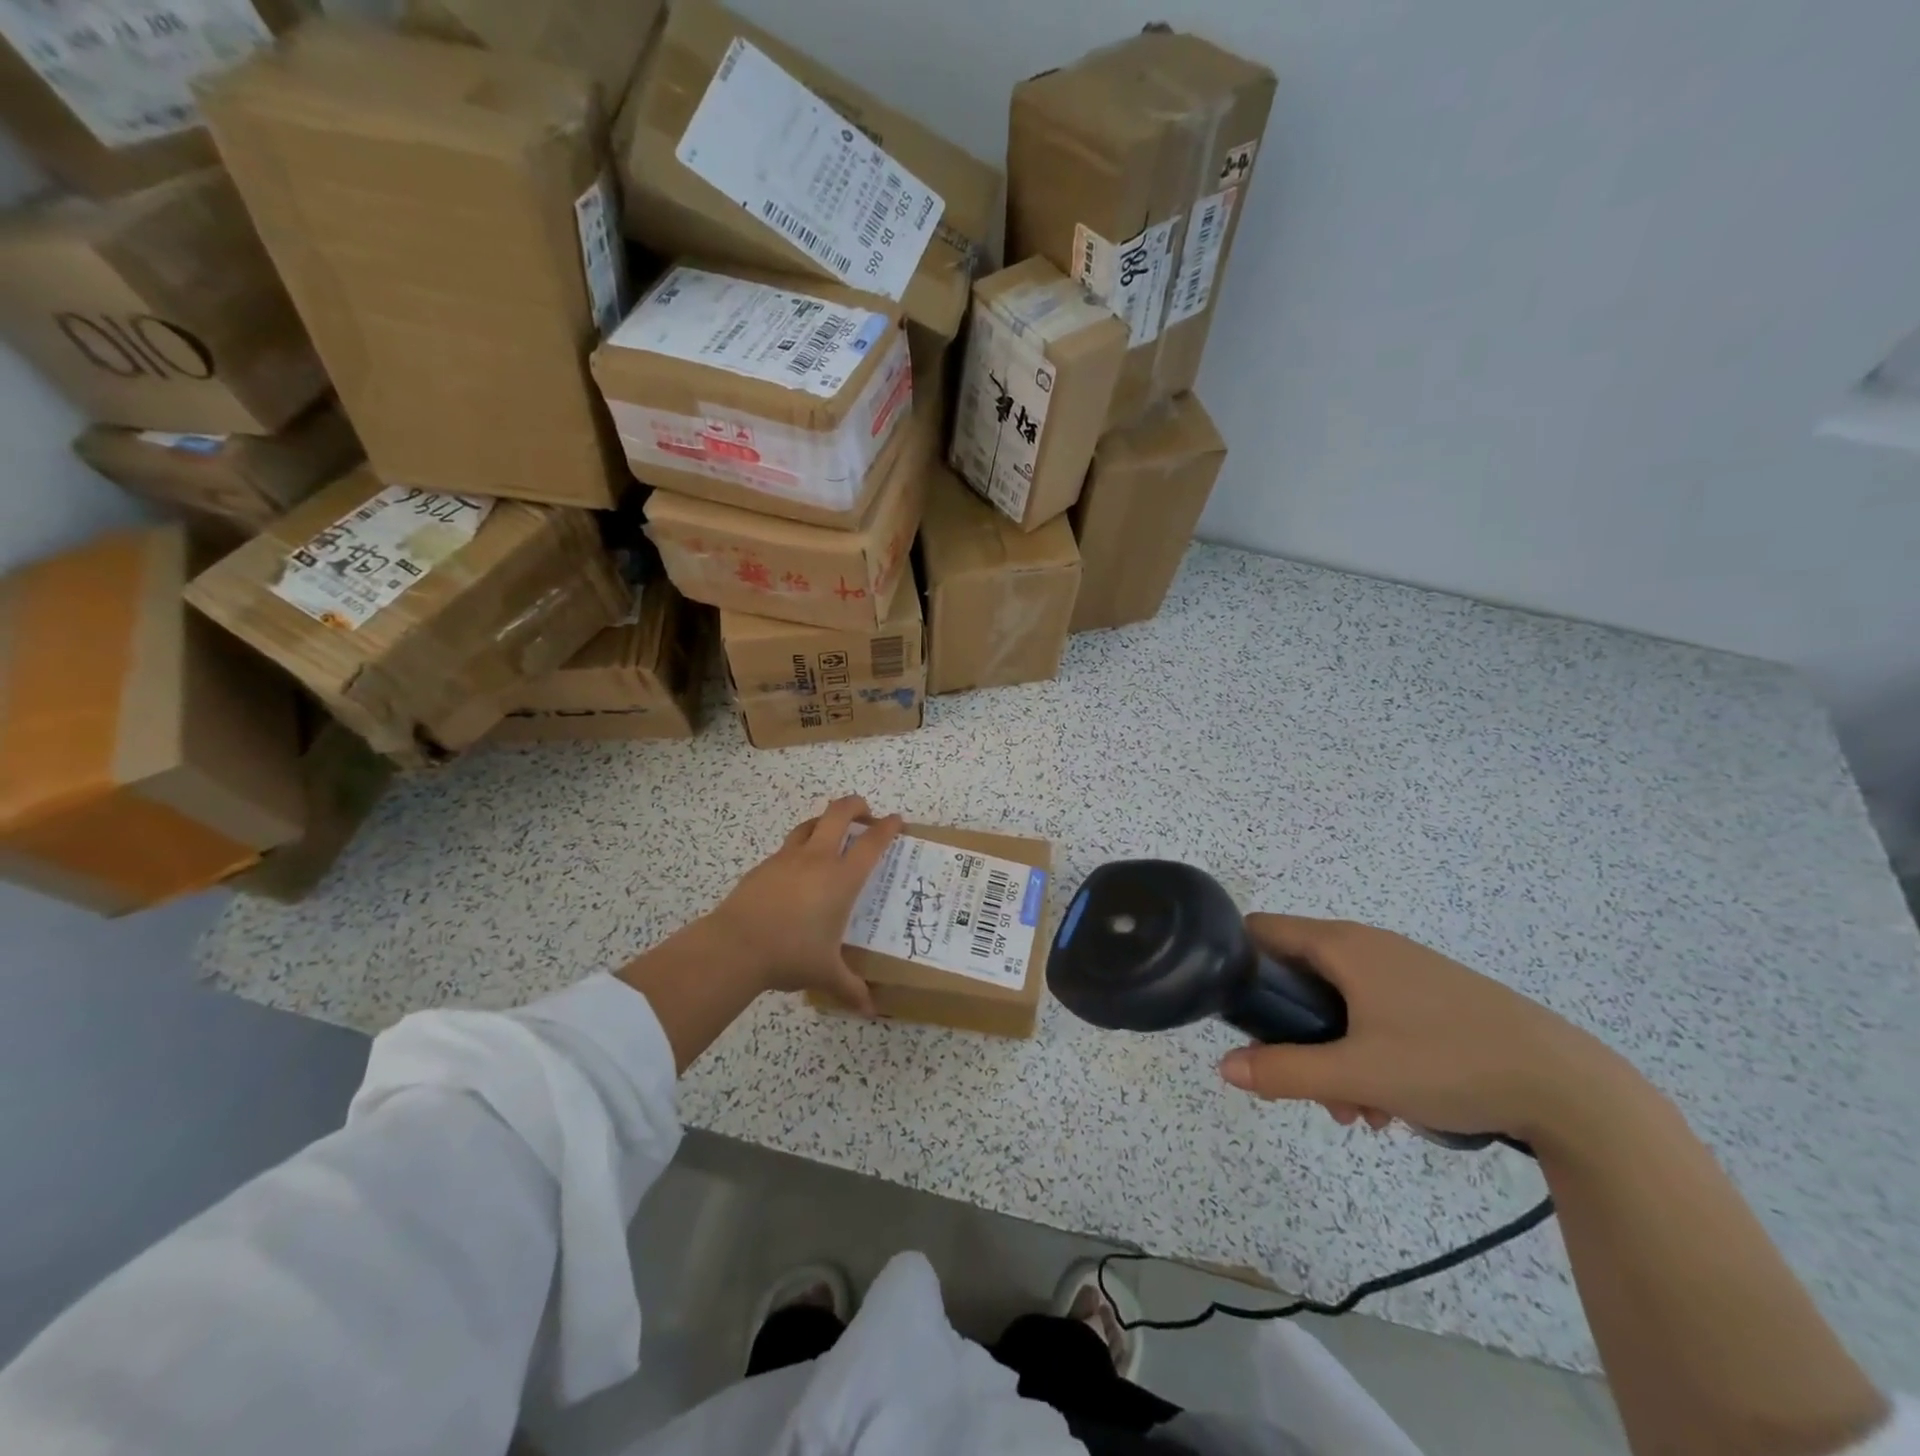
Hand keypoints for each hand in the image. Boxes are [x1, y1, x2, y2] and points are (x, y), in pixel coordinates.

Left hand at [703, 795, 902, 1012]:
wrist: (735, 946)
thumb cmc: (791, 955)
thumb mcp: (825, 973)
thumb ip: (850, 987)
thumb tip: (869, 1009)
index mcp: (842, 878)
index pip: (872, 842)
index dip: (888, 827)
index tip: (897, 820)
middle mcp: (818, 859)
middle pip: (839, 813)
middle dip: (856, 805)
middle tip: (866, 814)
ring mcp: (788, 859)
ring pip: (811, 823)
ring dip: (826, 821)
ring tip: (832, 834)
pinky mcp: (764, 866)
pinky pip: (788, 847)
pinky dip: (800, 848)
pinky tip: (798, 871)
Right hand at [1217, 916, 1616, 1141]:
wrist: (1570, 1087)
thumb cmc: (1450, 1063)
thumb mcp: (1359, 1075)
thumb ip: (1285, 1072)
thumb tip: (1224, 1068)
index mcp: (1342, 945)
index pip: (1262, 930)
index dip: (1238, 963)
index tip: (1237, 1011)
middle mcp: (1367, 945)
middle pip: (1298, 974)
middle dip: (1291, 1031)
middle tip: (1305, 1084)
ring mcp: (1403, 968)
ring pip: (1338, 1002)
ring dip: (1330, 1051)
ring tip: (1358, 1111)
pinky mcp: (1431, 995)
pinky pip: (1374, 1012)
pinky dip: (1366, 1049)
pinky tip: (1391, 1102)